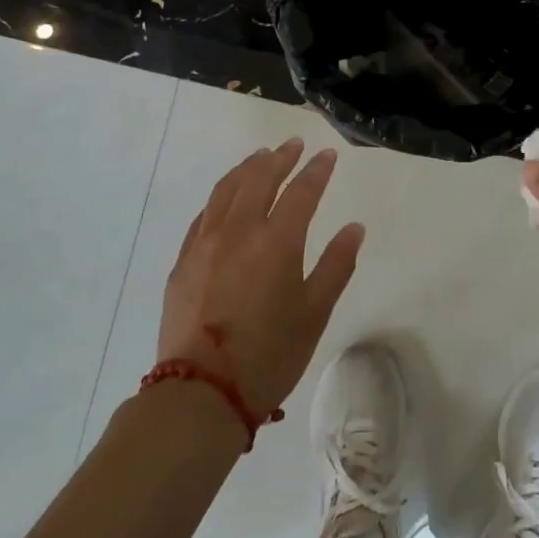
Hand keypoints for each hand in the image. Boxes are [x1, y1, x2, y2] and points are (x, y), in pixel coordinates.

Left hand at [157, 139, 364, 417]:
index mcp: (276, 242)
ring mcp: (205, 243)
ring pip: (226, 190)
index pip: (301, 192)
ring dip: (247, 168)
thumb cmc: (269, 355)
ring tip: (261, 157)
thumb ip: (336, 265)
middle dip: (280, 158)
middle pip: (259, 179)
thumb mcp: (314, 313)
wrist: (201, 392)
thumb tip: (355, 228)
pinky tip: (227, 198)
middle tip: (293, 145)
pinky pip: (204, 214)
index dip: (317, 171)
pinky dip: (221, 196)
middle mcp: (239, 231)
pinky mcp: (183, 261)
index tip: (327, 155)